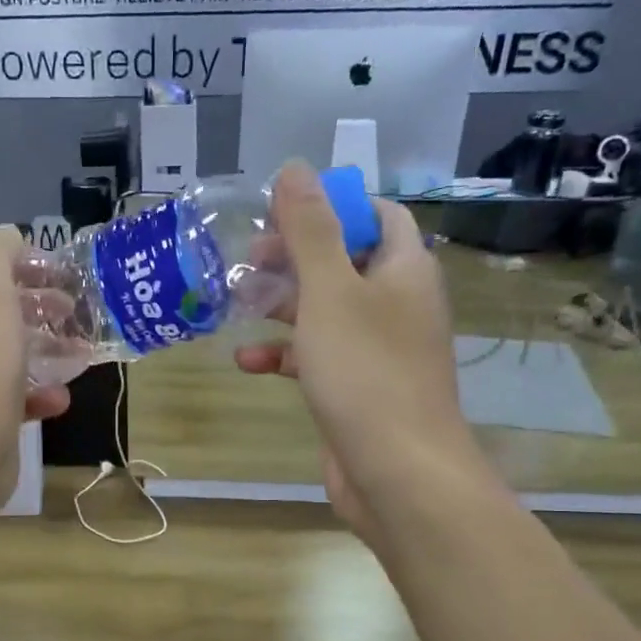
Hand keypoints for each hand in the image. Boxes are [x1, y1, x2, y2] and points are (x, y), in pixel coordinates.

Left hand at [0, 227, 70, 513]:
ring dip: (46, 346)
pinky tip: (61, 396)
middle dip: (36, 303)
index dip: (15, 258)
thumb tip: (8, 236)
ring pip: (7, 349)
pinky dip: (39, 391)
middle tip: (72, 307)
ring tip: (79, 349)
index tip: (56, 269)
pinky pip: (13, 391)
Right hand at [234, 161, 493, 540]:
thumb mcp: (329, 292)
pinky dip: (284, 355)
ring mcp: (378, 350)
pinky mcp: (356, 388)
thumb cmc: (366, 372)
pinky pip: (317, 357)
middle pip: (343, 262)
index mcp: (404, 270)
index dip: (331, 207)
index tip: (280, 215)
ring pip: (325, 311)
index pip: (376, 214)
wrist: (396, 472)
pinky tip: (247, 361)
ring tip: (235, 303)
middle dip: (293, 258)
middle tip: (246, 261)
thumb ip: (310, 230)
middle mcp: (397, 304)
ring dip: (281, 306)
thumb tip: (294, 168)